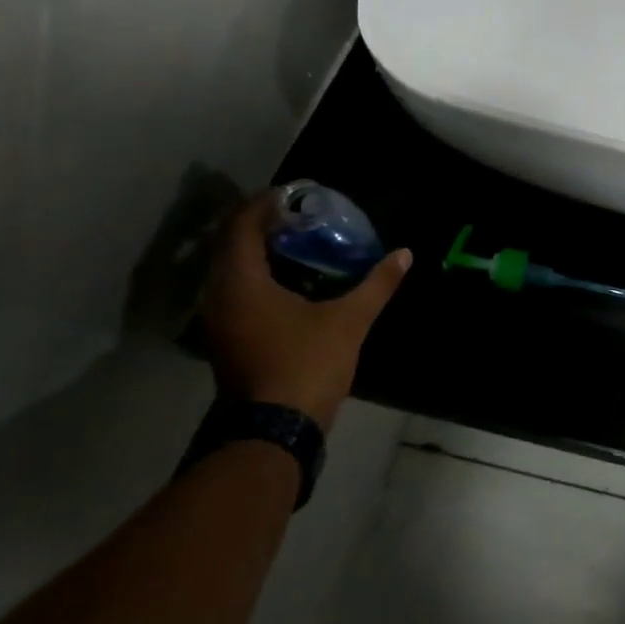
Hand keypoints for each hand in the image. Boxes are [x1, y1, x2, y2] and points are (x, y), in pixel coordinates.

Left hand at [199, 192, 411, 427]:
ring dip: (260, 250)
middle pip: (233, 244)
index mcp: (242, 282)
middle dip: (264, 224)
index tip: (296, 193)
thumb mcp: (349, 320)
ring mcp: (219, 320)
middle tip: (301, 214)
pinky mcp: (227, 339)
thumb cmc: (307, 364)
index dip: (266, 203)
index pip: (242, 224)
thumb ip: (376, 283)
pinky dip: (259, 274)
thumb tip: (405, 254)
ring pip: (233, 269)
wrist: (275, 431)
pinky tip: (291, 278)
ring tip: (299, 240)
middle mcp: (220, 295)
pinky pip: (237, 290)